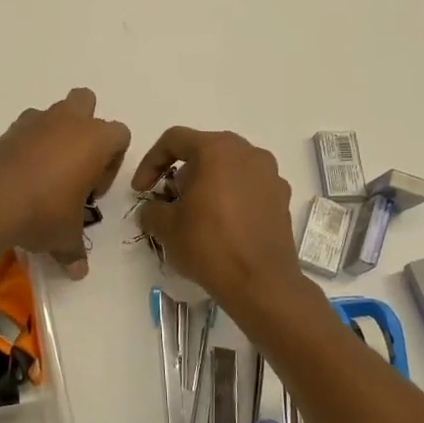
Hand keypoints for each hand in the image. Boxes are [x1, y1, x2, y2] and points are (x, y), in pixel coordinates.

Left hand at [0, 88, 130, 277]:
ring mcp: (33, 122)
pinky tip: (19, 179)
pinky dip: (25, 147)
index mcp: (95, 139)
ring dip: (53, 136)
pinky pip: (24, 131)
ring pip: (52, 114)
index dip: (111, 163)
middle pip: (85, 102)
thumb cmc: (44, 212)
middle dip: (84, 127)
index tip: (93, 192)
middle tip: (75, 166)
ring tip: (43, 175)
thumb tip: (78, 272)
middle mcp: (67, 121)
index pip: (120, 135)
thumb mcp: (65, 237)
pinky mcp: (6, 131)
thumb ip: (75, 250)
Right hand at [133, 127, 310, 313]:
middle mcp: (248, 152)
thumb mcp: (166, 227)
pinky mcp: (282, 198)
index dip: (150, 162)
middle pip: (204, 151)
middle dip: (181, 173)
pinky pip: (248, 187)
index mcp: (217, 149)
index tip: (141, 190)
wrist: (261, 283)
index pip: (174, 140)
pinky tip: (222, 225)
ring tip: (196, 214)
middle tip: (169, 201)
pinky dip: (231, 198)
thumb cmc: (209, 245)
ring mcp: (270, 174)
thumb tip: (152, 209)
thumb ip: (151, 209)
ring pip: (229, 168)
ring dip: (208, 184)